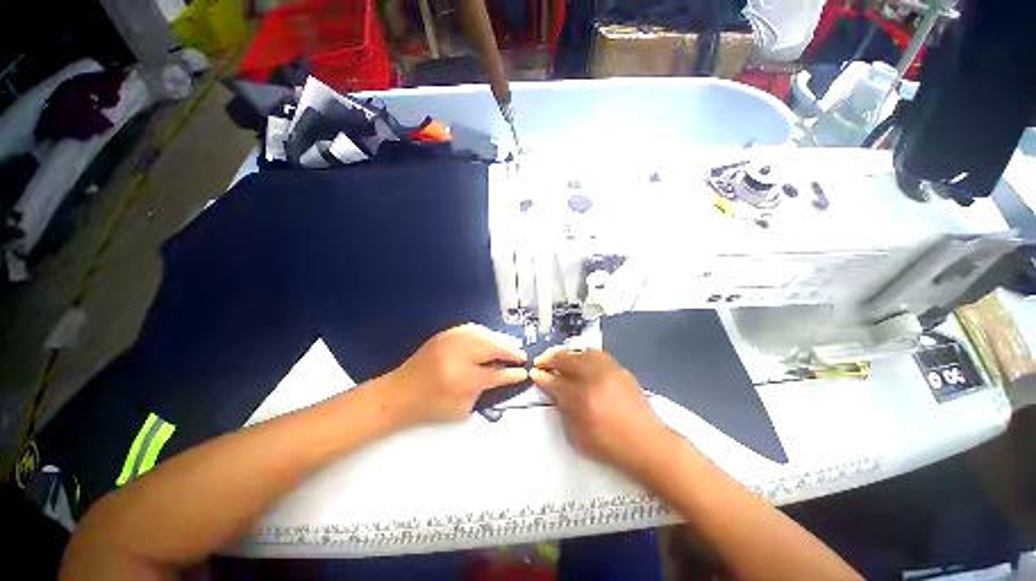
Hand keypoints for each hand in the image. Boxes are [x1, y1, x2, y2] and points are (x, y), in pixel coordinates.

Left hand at [377, 324, 528, 427]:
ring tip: (511, 346)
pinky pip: (472, 328)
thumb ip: (484, 390)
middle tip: (521, 355)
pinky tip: (492, 339)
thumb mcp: (460, 408)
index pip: (495, 373)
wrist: (398, 393)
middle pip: (492, 347)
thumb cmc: (430, 406)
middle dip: (510, 350)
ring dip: (500, 339)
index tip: (524, 372)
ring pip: (484, 334)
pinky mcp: (445, 334)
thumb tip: (502, 375)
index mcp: (461, 378)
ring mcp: (451, 340)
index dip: (512, 372)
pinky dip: (486, 333)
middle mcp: (458, 354)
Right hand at [530, 348, 674, 476]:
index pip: (555, 382)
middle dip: (550, 359)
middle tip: (541, 361)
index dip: (542, 377)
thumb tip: (554, 391)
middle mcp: (594, 379)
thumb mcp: (578, 436)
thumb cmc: (610, 446)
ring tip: (558, 357)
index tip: (534, 372)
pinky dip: (584, 354)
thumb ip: (563, 410)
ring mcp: (609, 371)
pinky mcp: (620, 369)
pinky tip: (579, 358)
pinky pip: (597, 354)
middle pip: (567, 360)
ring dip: (566, 353)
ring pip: (582, 353)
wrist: (648, 444)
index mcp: (582, 400)